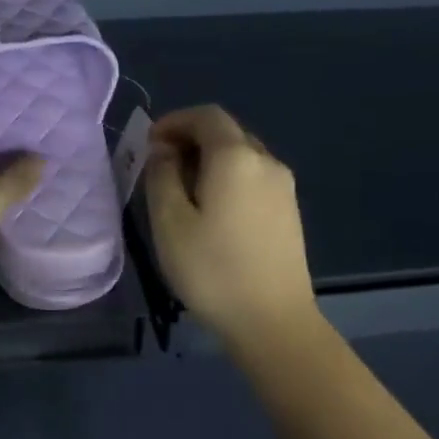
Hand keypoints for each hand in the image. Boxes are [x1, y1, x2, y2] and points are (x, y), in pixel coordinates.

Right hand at [144, 105, 316, 346]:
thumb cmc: (212, 269)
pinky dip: (227, 179)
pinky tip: (211, 212)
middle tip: (160, 168)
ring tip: (181, 193)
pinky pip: (253, 178)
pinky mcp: (289, 212)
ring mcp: (284, 188)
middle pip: (226, 133)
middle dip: (190, 140)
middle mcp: (266, 162)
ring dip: (208, 161)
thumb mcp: (169, 221)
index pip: (206, 116)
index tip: (149, 144)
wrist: (273, 322)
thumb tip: (165, 151)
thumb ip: (162, 175)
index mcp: (236, 157)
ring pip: (241, 156)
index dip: (174, 121)